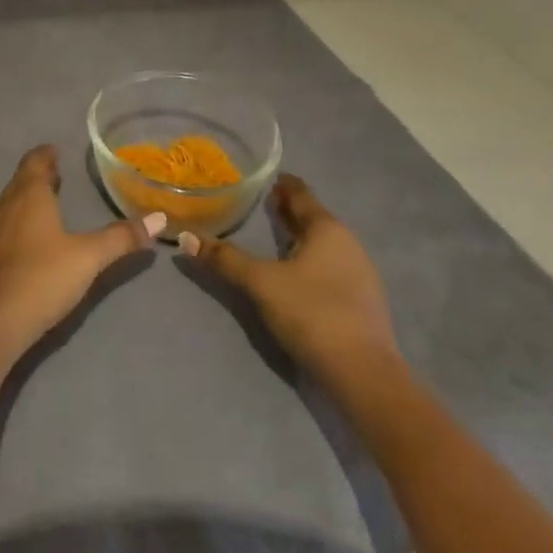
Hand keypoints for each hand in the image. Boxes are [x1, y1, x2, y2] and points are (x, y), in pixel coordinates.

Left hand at [0, 145, 162, 358]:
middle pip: (22, 179)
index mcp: (30, 195)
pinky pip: (8, 222)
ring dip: (29, 195)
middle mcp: (9, 205)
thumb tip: (159, 218)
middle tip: (57, 171)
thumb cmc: (43, 276)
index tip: (56, 150)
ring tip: (48, 197)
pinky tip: (34, 234)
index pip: (34, 162)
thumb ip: (121, 237)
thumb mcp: (89, 256)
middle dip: (39, 173)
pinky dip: (22, 217)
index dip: (45, 154)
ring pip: (13, 201)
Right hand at [181, 173, 399, 389]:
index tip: (267, 178)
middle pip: (314, 218)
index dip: (283, 185)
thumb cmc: (311, 312)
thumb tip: (188, 237)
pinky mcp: (363, 302)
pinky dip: (312, 260)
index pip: (301, 194)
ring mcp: (361, 273)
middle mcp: (348, 243)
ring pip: (324, 244)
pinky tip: (298, 274)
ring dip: (301, 237)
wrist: (364, 375)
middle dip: (290, 211)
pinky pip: (332, 266)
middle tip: (265, 203)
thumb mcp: (260, 283)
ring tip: (277, 237)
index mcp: (327, 228)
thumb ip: (225, 259)